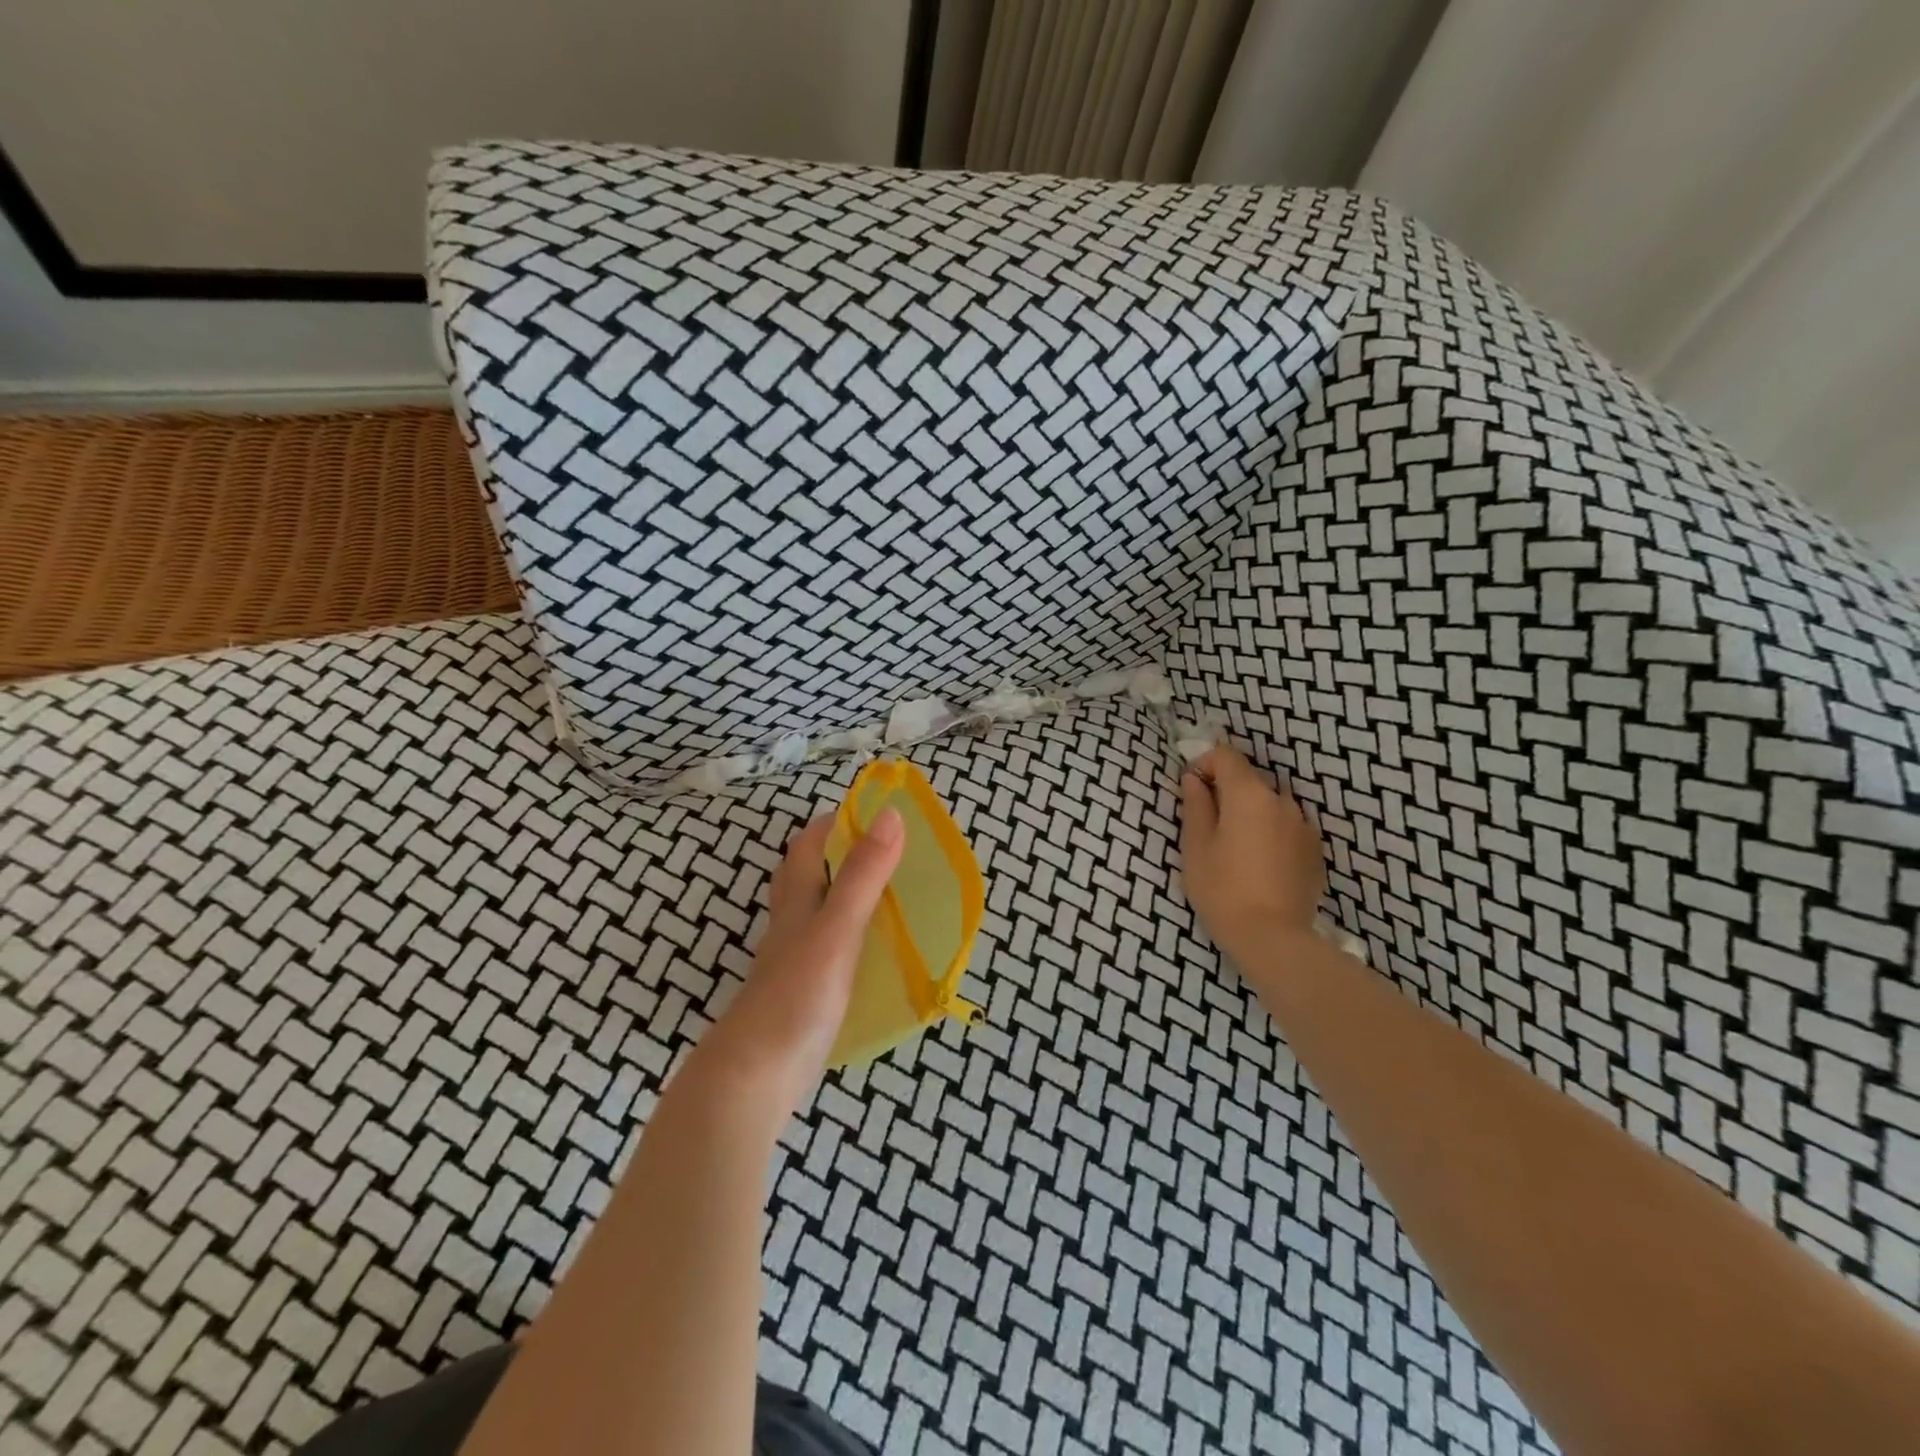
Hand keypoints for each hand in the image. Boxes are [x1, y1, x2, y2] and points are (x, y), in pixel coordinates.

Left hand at [679, 807, 903, 1124]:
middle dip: (839, 854)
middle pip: (806, 874)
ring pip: (815, 912)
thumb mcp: (837, 929)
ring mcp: (794, 960)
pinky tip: (873, 950)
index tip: (877, 812)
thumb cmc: (796, 996)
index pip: (809, 844)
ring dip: (844, 894)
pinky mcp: (802, 993)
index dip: (837, 822)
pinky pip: (827, 949)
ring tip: (888, 894)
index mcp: (797, 901)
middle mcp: (791, 924)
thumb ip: (863, 875)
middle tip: (887, 852)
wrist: (754, 1078)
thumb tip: (891, 814)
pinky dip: (849, 936)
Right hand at [1180, 745, 1324, 961]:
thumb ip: (1195, 806)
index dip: (1204, 764)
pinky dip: (1269, 833)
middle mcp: (1281, 801)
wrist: (1273, 938)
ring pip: (1269, 805)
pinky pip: (1285, 828)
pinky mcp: (1314, 850)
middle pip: (1249, 780)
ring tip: (1234, 848)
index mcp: (1249, 794)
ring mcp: (1303, 825)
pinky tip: (1258, 864)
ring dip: (1250, 814)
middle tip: (1207, 824)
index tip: (1190, 789)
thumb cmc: (1222, 889)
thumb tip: (1193, 780)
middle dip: (1226, 792)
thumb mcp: (1195, 846)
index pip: (1226, 756)